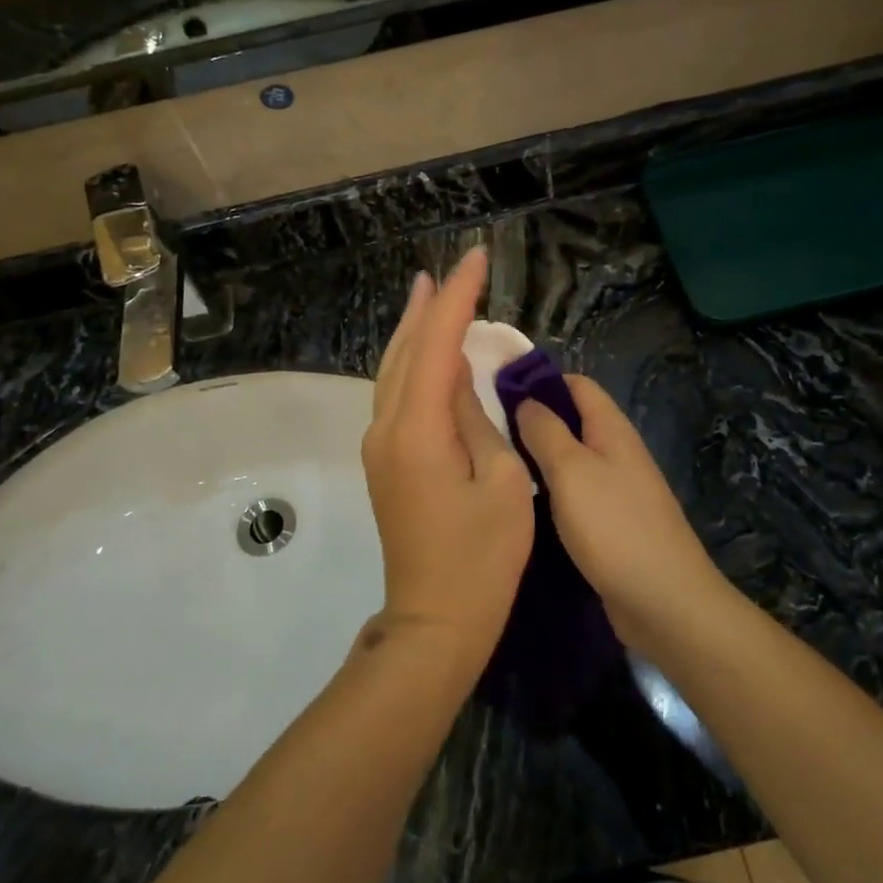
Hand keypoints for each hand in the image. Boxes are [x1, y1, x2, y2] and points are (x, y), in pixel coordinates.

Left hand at [361, 248, 534, 664]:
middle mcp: (386, 429)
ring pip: (393, 372)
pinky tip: (427, 355)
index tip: (477, 259)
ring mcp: (380, 447)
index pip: (435, 344)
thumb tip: (457, 378)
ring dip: (413, 331)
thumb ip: (476, 420)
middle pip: (403, 351)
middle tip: (448, 271)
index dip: (457, 298)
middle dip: (427, 306)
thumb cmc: (482, 559)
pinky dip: (412, 364)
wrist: (435, 623)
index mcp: (417, 430)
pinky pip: (396, 396)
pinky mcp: (386, 463)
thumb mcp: (501, 483)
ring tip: (430, 295)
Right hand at [515, 377, 728, 650]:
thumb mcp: (571, 470)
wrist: (664, 602)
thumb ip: (546, 431)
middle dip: (532, 419)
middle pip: (572, 421)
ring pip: (570, 459)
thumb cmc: (614, 526)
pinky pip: (574, 493)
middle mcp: (616, 452)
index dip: (540, 380)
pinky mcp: (610, 524)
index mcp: (611, 429)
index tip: (496, 387)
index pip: (576, 384)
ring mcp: (616, 489)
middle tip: (483, 428)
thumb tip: (525, 399)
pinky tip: (522, 502)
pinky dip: (549, 490)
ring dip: (537, 457)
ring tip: (493, 461)